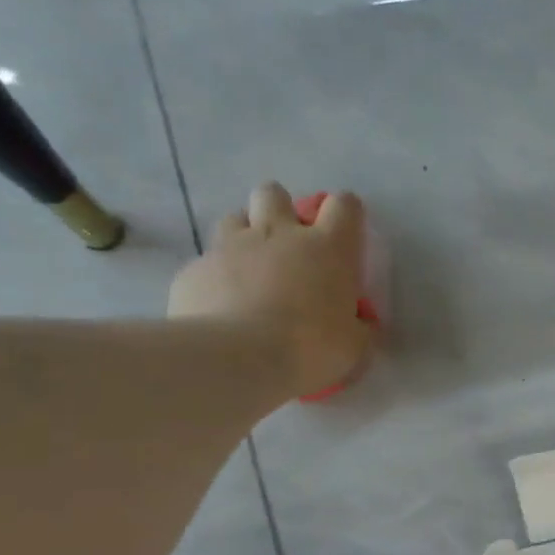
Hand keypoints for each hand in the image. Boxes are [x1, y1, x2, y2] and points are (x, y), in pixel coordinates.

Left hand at [168, 183, 371, 396]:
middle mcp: (278, 234)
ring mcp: (230, 247)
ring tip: (251, 269)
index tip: (345, 233)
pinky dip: (217, 277)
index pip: (344, 206)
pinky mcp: (194, 269)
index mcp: (327, 248)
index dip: (346, 212)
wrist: (235, 360)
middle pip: (275, 194)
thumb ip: (359, 328)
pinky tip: (220, 305)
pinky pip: (206, 262)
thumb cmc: (310, 348)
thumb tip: (360, 324)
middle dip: (280, 209)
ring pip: (235, 218)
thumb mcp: (353, 346)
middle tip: (287, 243)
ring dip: (245, 235)